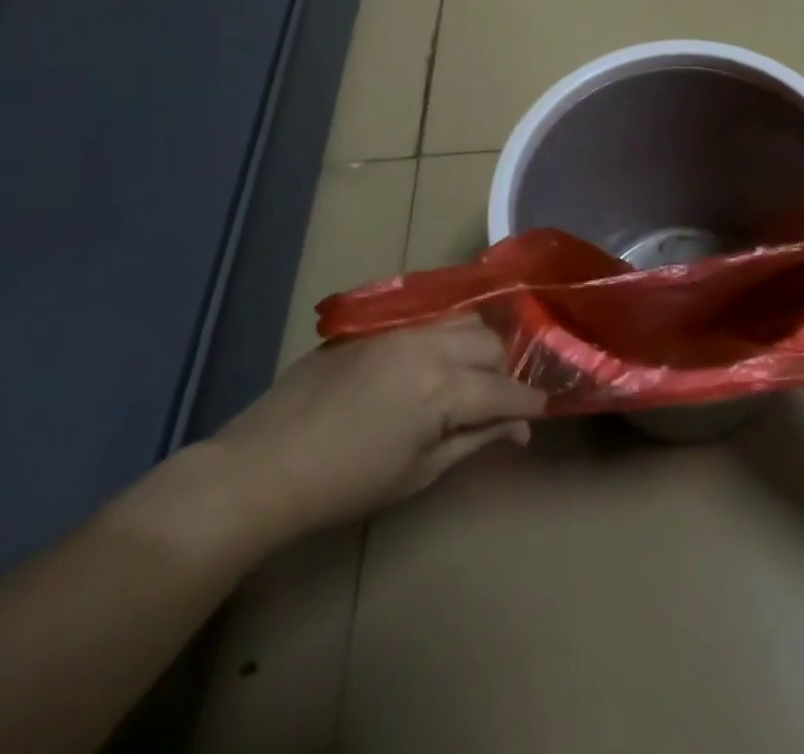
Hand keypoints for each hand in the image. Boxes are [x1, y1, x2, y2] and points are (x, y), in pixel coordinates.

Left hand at [214, 317, 546, 542]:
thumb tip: (518, 429)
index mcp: (443, 388)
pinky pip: (429, 320)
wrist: (264, 465)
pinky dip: (445, 337)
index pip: (505, 390)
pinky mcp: (375, 326)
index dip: (528, 404)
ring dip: (476, 346)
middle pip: (491, 343)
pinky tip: (430, 364)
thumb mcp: (417, 473)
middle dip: (503, 372)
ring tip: (465, 377)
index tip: (539, 414)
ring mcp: (401, 329)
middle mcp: (430, 345)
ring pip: (464, 320)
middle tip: (494, 404)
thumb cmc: (345, 484)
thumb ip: (474, 441)